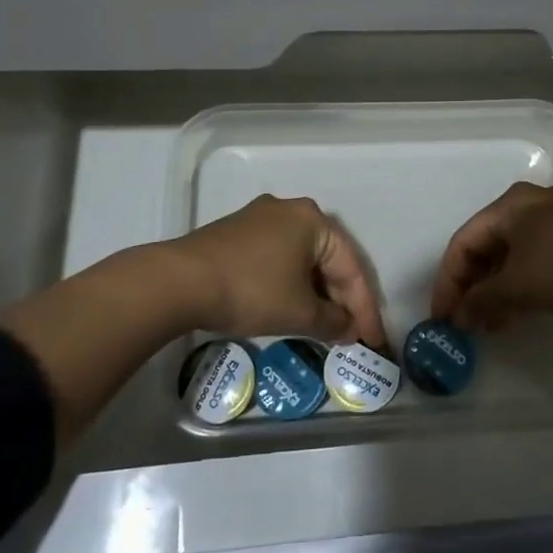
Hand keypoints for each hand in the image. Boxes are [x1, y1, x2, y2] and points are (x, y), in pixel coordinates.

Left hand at [176, 194, 387, 347]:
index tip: (372, 342)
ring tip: (324, 326)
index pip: (351, 267)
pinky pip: (279, 257)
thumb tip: (349, 329)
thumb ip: (332, 322)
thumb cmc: (251, 291)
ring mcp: (261, 218)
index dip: (365, 309)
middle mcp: (290, 210)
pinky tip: (291, 306)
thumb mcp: (298, 312)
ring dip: (315, 293)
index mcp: (313, 220)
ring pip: (302, 258)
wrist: (179, 281)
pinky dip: (291, 283)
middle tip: (350, 334)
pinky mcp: (238, 232)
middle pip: (328, 259)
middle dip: (340, 300)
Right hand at [430, 183, 552, 330]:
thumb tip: (459, 317)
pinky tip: (518, 311)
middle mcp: (528, 203)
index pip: (462, 242)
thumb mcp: (518, 286)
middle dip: (472, 286)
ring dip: (495, 289)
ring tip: (490, 325)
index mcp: (508, 205)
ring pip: (509, 254)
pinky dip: (519, 284)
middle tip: (466, 322)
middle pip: (485, 246)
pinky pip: (532, 258)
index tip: (442, 318)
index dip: (448, 282)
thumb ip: (482, 300)